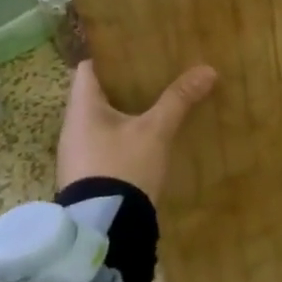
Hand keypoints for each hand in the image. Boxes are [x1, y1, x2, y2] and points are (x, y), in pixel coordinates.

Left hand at [56, 61, 217, 204]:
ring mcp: (78, 154)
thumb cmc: (123, 168)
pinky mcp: (88, 175)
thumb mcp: (155, 131)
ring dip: (125, 111)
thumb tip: (207, 70)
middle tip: (156, 74)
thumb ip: (178, 99)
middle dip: (125, 84)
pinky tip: (148, 138)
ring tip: (156, 102)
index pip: (88, 68)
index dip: (110, 56)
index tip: (137, 51)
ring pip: (102, 120)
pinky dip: (123, 135)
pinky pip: (105, 143)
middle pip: (97, 93)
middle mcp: (73, 127)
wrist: (105, 231)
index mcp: (82, 109)